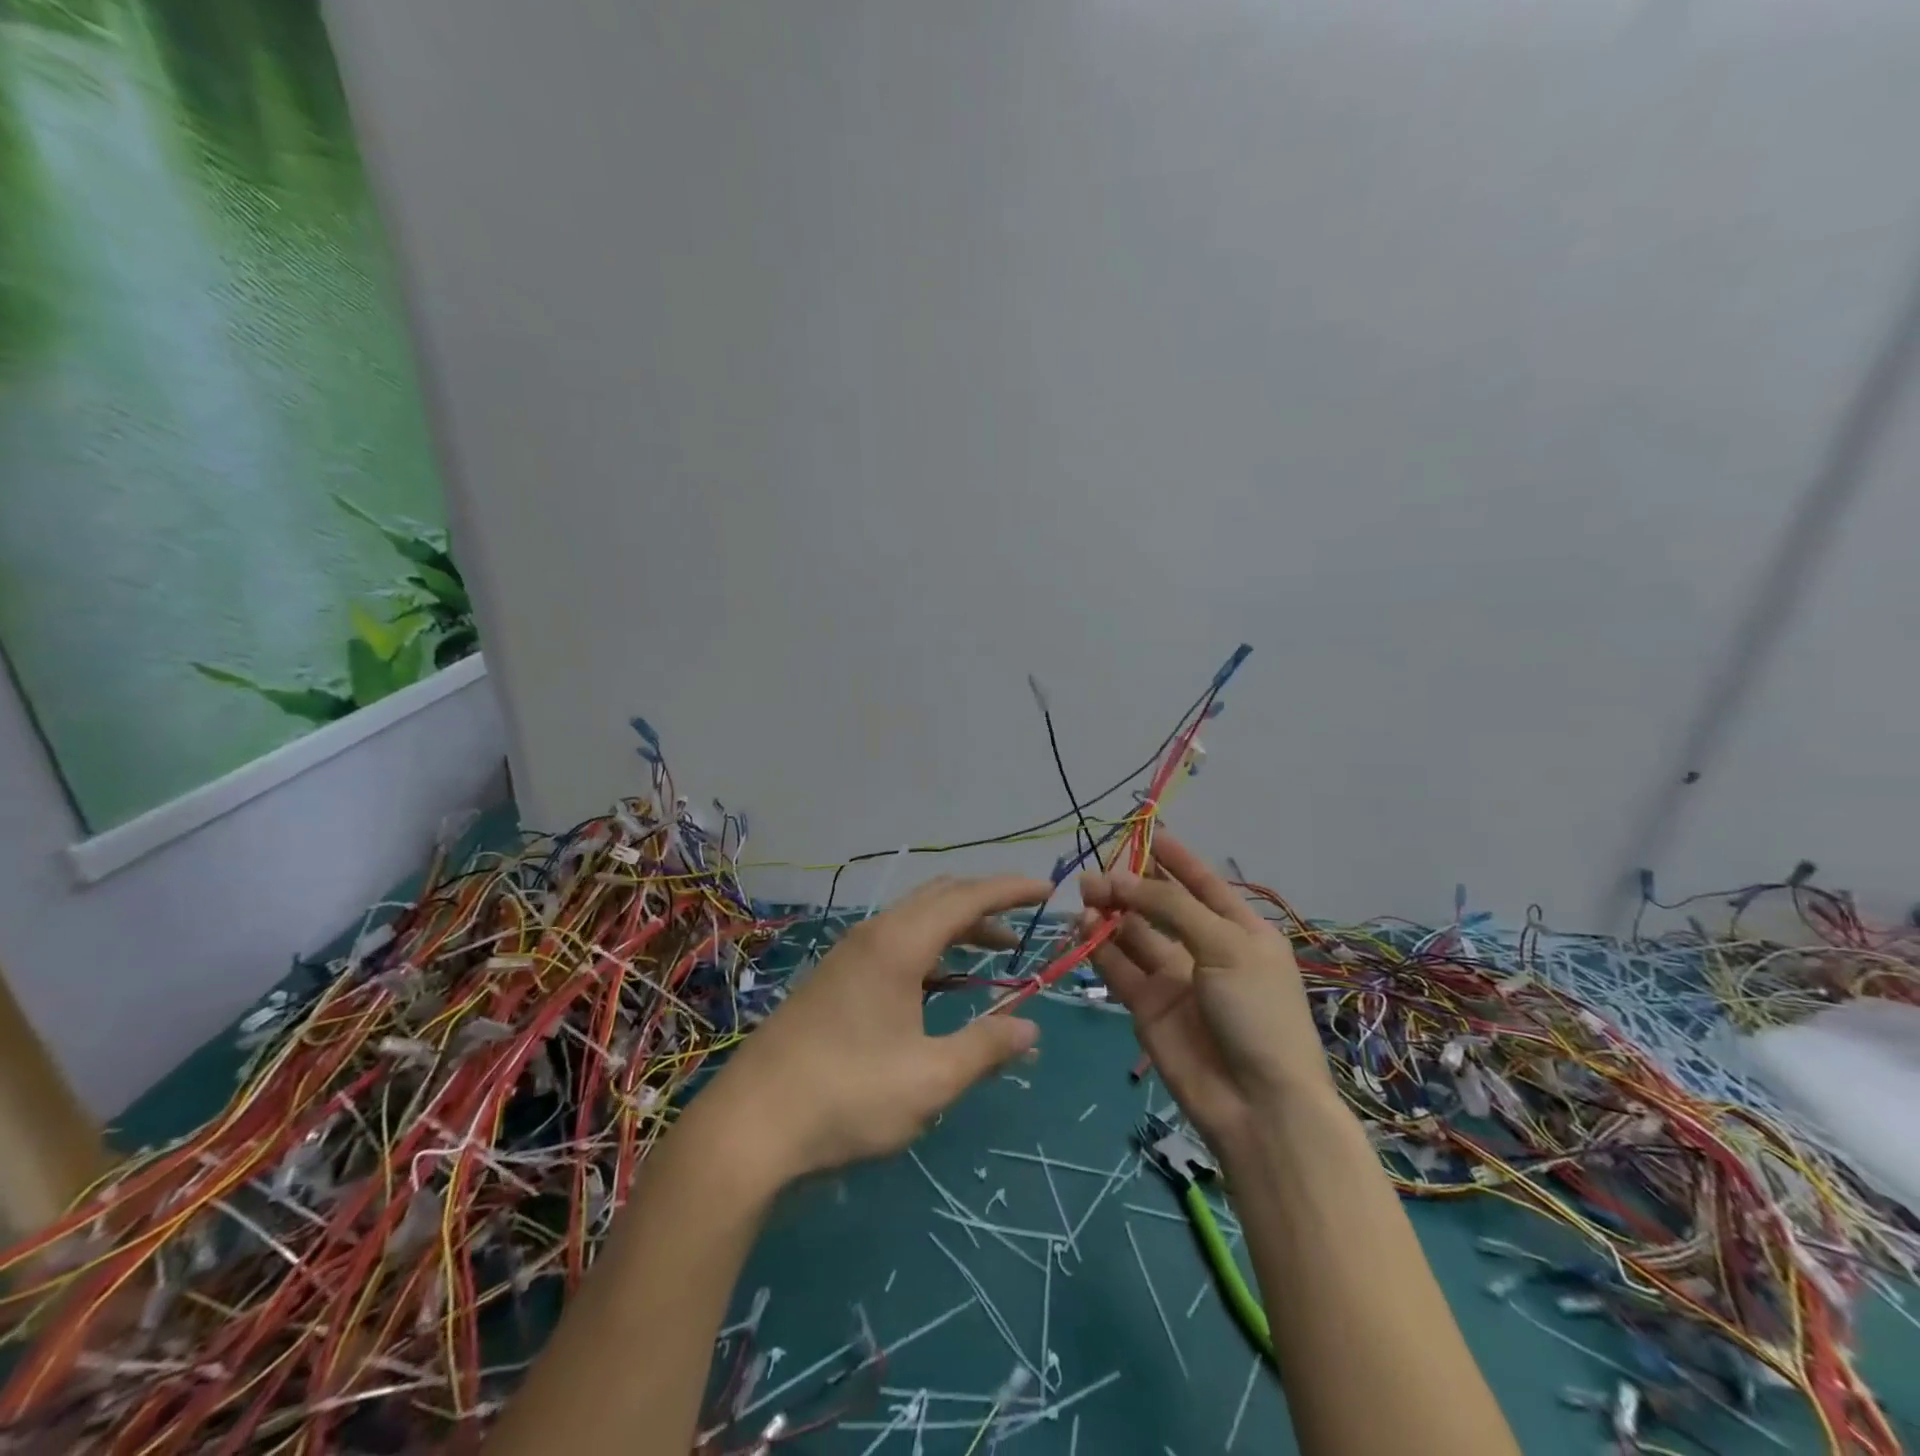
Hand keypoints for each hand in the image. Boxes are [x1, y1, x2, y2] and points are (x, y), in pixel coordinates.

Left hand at [692, 875, 1048, 1187]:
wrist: (749, 1126)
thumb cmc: (848, 1096)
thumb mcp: (930, 1079)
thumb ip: (985, 1048)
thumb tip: (1030, 1029)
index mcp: (898, 945)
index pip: (966, 898)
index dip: (1009, 890)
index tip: (1047, 891)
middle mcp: (873, 936)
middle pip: (938, 898)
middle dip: (985, 903)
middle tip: (1024, 924)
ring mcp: (848, 956)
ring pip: (914, 920)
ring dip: (957, 927)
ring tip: (995, 949)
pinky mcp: (833, 980)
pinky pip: (894, 942)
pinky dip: (930, 948)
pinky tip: (941, 983)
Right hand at [1079, 835, 1335, 1152]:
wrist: (1258, 1105)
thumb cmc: (1258, 1013)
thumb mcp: (1225, 946)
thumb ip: (1171, 907)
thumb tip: (1120, 879)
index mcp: (1240, 931)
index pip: (1203, 883)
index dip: (1176, 859)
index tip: (1146, 832)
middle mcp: (1205, 949)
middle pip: (1161, 906)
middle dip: (1131, 886)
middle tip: (1097, 875)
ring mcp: (1174, 978)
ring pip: (1134, 934)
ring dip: (1110, 913)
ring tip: (1086, 895)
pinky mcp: (1146, 1006)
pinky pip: (1119, 967)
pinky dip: (1099, 947)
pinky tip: (1083, 928)